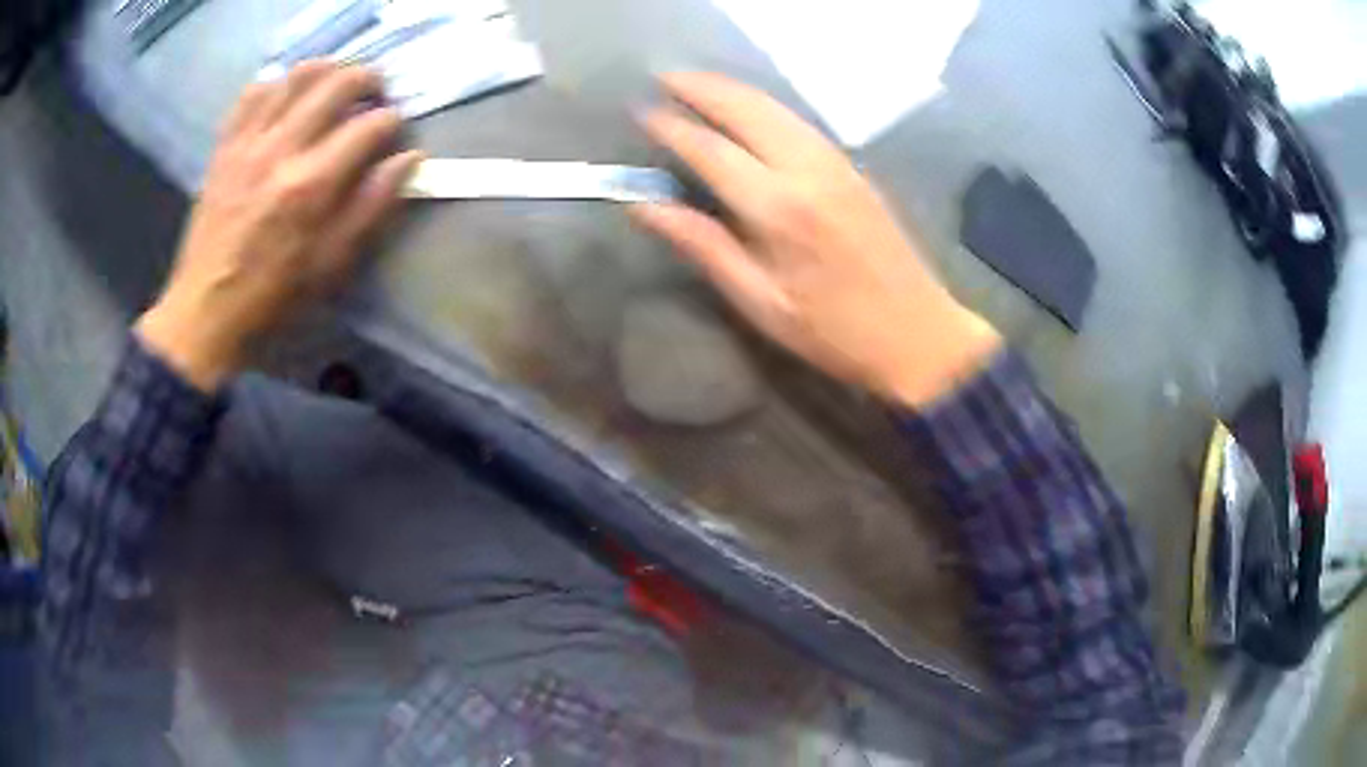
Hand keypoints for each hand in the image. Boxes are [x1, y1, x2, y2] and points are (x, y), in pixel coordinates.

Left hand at [136, 61, 422, 391]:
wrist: (204, 311)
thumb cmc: (273, 295)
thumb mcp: (331, 264)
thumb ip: (372, 206)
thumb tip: (408, 159)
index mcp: (312, 185)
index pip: (370, 125)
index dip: (392, 122)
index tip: (394, 132)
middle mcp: (282, 150)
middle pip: (338, 83)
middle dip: (368, 80)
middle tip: (374, 92)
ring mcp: (249, 143)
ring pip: (296, 76)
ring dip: (326, 70)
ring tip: (335, 83)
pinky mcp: (225, 146)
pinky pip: (253, 93)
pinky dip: (276, 84)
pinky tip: (286, 97)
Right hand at [633, 73, 1000, 407]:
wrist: (918, 332)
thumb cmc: (833, 330)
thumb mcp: (760, 301)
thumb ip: (704, 246)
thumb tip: (646, 207)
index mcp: (778, 207)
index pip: (711, 149)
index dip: (672, 127)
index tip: (641, 111)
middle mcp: (807, 169)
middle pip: (746, 109)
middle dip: (702, 87)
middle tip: (663, 77)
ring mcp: (835, 162)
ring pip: (776, 107)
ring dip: (732, 89)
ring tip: (695, 82)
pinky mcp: (852, 167)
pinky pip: (798, 120)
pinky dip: (764, 104)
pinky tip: (748, 107)